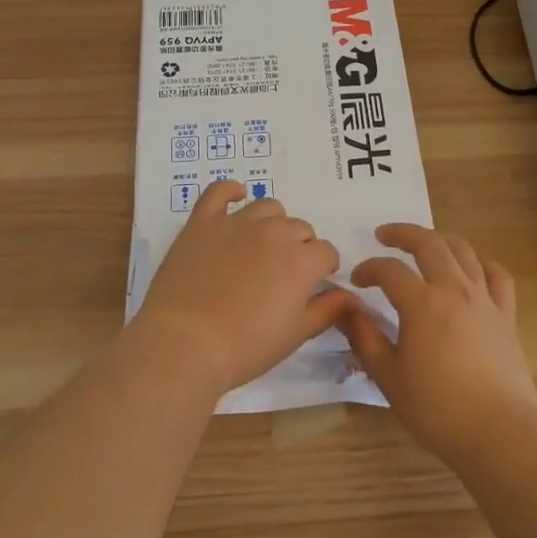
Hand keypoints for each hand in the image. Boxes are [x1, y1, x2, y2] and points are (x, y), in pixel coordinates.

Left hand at [135, 180, 352, 397]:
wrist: (184, 343)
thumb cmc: (244, 347)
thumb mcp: (295, 335)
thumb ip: (327, 310)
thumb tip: (351, 296)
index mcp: (301, 260)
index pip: (325, 251)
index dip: (324, 266)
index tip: (316, 282)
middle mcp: (273, 232)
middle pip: (299, 228)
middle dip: (300, 247)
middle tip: (284, 273)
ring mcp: (236, 222)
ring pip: (268, 208)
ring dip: (273, 223)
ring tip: (263, 245)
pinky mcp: (203, 221)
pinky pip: (219, 191)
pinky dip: (231, 190)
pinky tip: (237, 196)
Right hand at [338, 223, 536, 460]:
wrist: (500, 433)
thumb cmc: (438, 409)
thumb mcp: (389, 377)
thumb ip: (365, 338)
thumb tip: (345, 310)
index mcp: (422, 303)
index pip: (389, 270)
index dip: (369, 269)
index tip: (356, 281)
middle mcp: (454, 290)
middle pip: (429, 244)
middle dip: (403, 233)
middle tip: (384, 235)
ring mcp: (485, 300)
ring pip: (464, 251)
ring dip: (440, 239)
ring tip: (425, 243)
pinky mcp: (507, 316)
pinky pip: (498, 276)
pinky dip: (482, 263)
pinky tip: (473, 268)